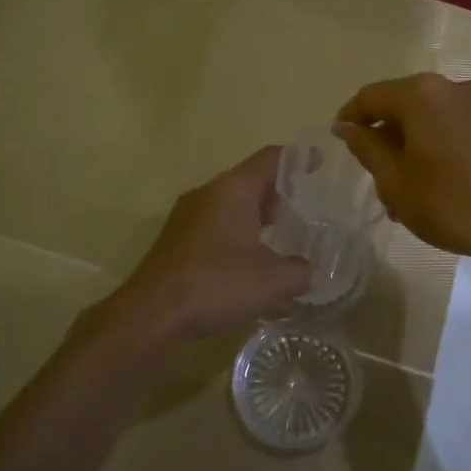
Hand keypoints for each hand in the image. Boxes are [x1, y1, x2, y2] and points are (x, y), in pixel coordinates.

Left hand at [108, 147, 313, 342]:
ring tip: (279, 232)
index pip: (270, 159)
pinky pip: (214, 221)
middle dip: (277, 189)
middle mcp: (208, 193)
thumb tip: (312, 271)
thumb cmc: (217, 284)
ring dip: (254, 212)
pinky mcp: (175, 238)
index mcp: (233, 190)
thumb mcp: (272, 281)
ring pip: (229, 201)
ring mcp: (187, 215)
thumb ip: (300, 272)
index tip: (317, 162)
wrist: (153, 313)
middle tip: (302, 206)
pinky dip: (235, 228)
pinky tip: (247, 257)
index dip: (298, 158)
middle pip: (248, 179)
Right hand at [333, 73, 470, 263]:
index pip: (372, 96)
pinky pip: (464, 126)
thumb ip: (367, 148)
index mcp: (422, 94)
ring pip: (437, 117)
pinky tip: (447, 179)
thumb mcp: (396, 182)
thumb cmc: (452, 203)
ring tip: (413, 185)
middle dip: (388, 135)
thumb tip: (347, 126)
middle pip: (407, 104)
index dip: (351, 116)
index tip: (340, 137)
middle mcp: (455, 86)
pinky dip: (447, 144)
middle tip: (377, 173)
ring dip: (419, 143)